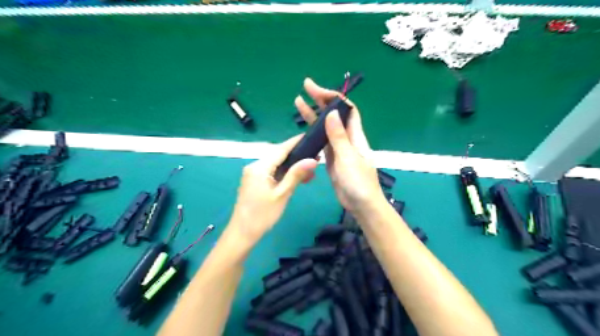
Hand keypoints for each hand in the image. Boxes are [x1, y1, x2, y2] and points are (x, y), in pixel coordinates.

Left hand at [229, 135, 314, 244]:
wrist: (242, 233)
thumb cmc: (262, 215)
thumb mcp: (282, 194)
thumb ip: (296, 175)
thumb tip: (313, 159)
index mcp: (260, 167)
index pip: (280, 149)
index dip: (296, 142)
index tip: (310, 136)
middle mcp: (255, 166)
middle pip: (278, 155)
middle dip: (297, 156)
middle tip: (316, 159)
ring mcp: (253, 174)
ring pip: (276, 164)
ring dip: (292, 166)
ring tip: (310, 171)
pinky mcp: (255, 181)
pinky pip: (272, 172)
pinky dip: (284, 174)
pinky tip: (297, 178)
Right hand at [295, 78, 383, 213]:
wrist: (361, 204)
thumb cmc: (358, 182)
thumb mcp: (348, 158)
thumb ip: (338, 136)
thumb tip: (330, 113)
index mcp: (355, 136)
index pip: (347, 109)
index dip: (334, 97)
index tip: (318, 90)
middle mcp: (347, 138)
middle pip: (334, 114)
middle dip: (321, 99)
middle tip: (305, 87)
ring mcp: (338, 148)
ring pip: (326, 127)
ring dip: (314, 114)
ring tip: (299, 102)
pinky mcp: (331, 158)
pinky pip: (322, 141)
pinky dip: (313, 133)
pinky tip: (304, 128)